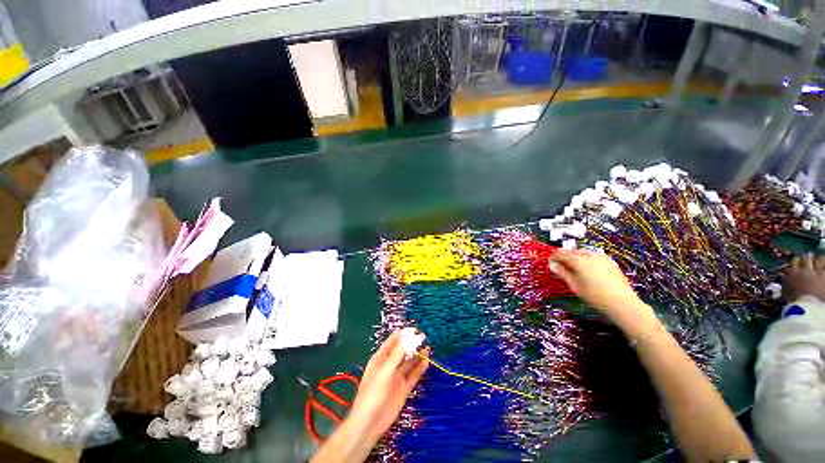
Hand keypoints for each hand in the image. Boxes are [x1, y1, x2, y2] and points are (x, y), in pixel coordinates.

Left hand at [347, 330, 428, 442]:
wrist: (369, 423)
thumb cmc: (373, 393)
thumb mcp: (385, 370)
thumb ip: (397, 353)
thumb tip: (409, 336)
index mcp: (380, 357)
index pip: (393, 341)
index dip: (403, 334)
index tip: (415, 329)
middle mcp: (389, 365)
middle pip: (402, 350)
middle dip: (411, 343)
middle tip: (423, 336)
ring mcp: (397, 376)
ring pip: (409, 362)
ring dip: (417, 354)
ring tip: (427, 347)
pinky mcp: (404, 388)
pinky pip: (414, 374)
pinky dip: (420, 367)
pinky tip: (427, 360)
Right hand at [549, 250, 658, 336]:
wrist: (622, 302)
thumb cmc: (594, 295)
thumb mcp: (574, 285)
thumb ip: (562, 273)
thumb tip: (552, 264)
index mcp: (578, 260)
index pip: (560, 254)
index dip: (553, 257)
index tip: (550, 262)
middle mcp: (589, 254)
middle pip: (572, 251)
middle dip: (564, 256)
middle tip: (560, 264)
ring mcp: (600, 256)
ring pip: (583, 252)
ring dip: (575, 257)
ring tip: (572, 266)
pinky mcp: (609, 261)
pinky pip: (592, 256)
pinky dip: (586, 259)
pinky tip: (586, 268)